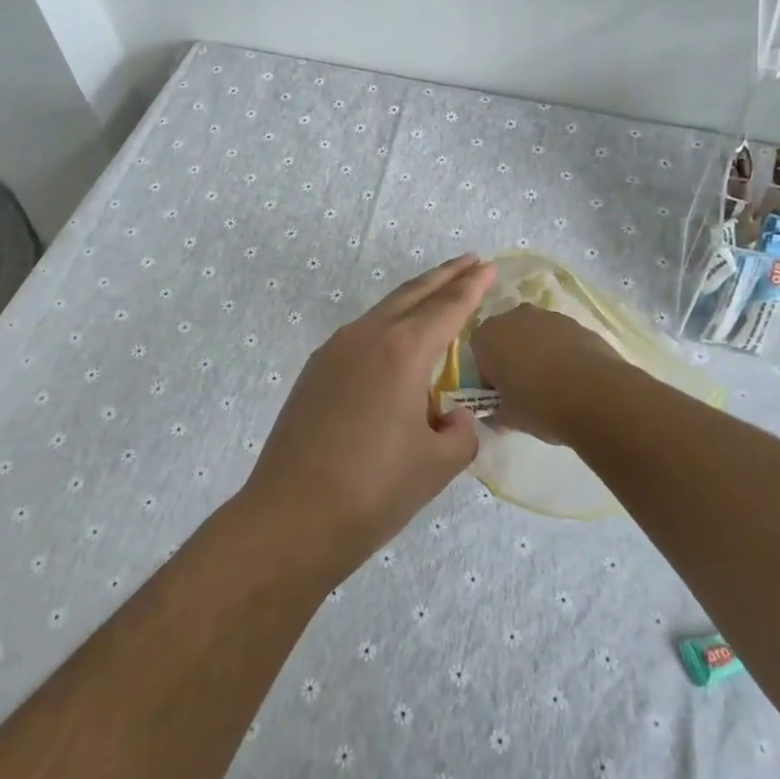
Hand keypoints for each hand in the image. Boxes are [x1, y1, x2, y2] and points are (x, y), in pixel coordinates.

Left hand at [240, 255, 495, 583]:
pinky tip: (394, 343)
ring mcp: (333, 351)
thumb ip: (459, 432)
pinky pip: (360, 335)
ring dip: (413, 300)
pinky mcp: (314, 372)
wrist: (292, 517)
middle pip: (412, 295)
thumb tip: (451, 418)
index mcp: (402, 351)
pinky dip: (387, 326)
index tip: (488, 265)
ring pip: (382, 312)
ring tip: (436, 296)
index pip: (447, 308)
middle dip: (443, 277)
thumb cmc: (374, 490)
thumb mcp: (437, 464)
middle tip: (470, 261)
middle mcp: (366, 337)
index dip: (471, 286)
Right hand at [469, 303, 618, 444]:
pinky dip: (563, 354)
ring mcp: (549, 316)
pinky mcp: (578, 324)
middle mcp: (515, 317)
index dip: (488, 376)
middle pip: (506, 337)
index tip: (501, 396)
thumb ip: (497, 412)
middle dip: (512, 359)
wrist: (596, 395)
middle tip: (524, 390)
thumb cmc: (539, 405)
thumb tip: (500, 413)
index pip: (478, 353)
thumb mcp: (508, 418)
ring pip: (535, 335)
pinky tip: (574, 380)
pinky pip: (560, 339)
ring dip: (538, 354)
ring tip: (554, 386)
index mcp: (488, 336)